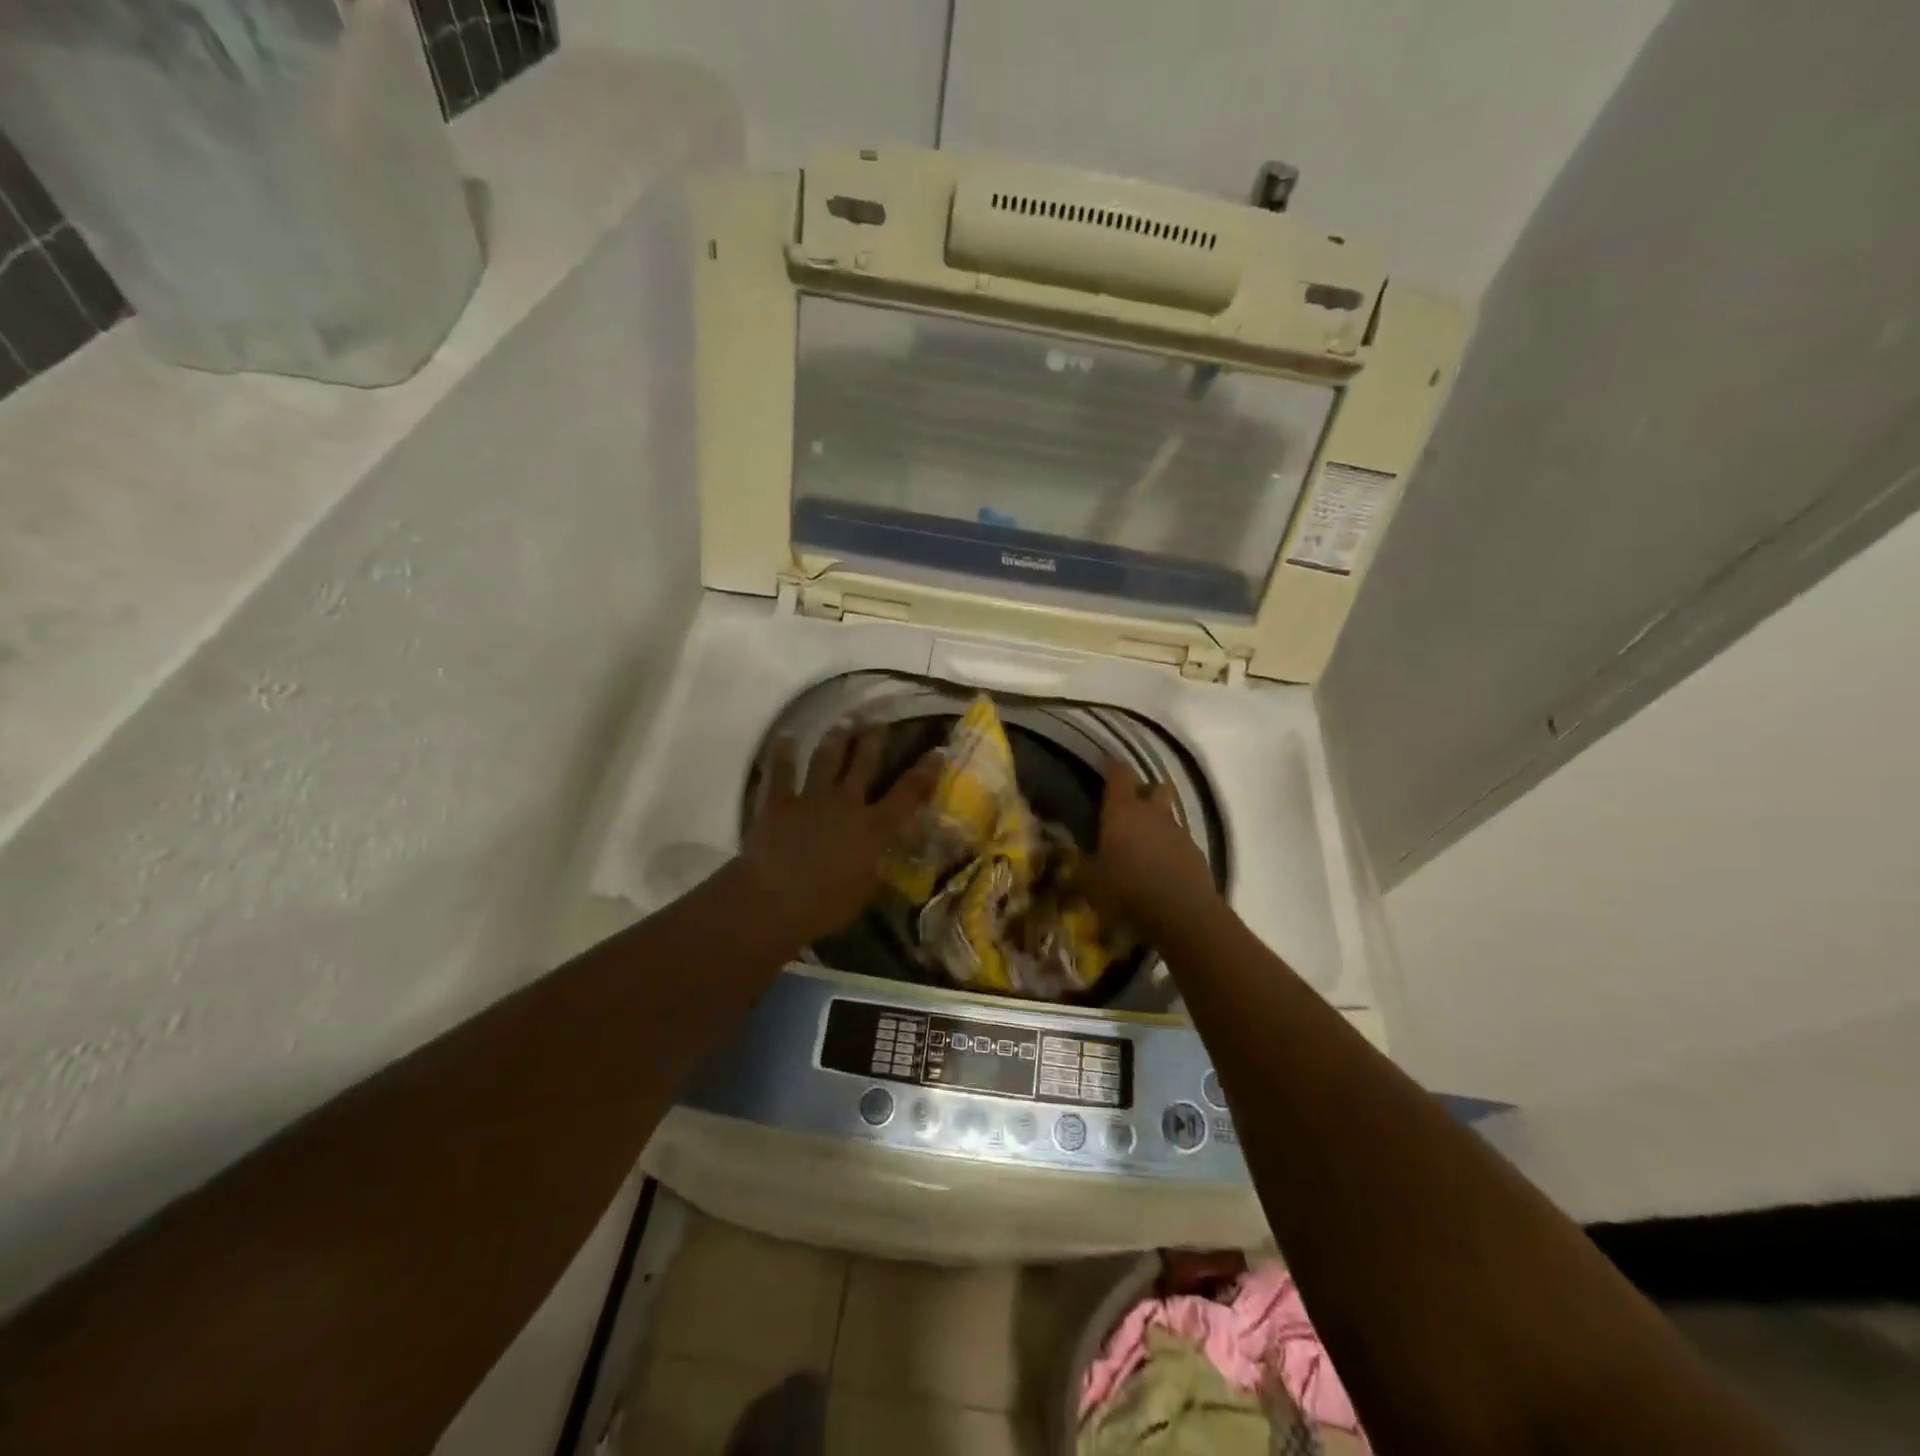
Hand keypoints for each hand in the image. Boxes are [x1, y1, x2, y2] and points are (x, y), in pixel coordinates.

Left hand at [741, 722, 940, 945]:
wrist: (774, 901)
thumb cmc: (826, 905)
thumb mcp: (865, 891)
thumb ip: (875, 867)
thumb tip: (880, 858)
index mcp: (873, 828)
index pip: (908, 794)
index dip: (925, 772)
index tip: (937, 751)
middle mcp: (846, 803)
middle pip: (864, 763)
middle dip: (873, 738)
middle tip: (879, 719)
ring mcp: (811, 799)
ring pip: (827, 759)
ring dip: (837, 737)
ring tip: (845, 720)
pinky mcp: (779, 803)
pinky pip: (781, 772)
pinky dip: (783, 754)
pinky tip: (786, 738)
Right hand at [1092, 755, 1218, 939]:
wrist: (1182, 915)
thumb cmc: (1127, 891)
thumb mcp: (1090, 883)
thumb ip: (1079, 865)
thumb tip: (1068, 854)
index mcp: (1122, 811)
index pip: (1119, 774)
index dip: (1112, 766)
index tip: (1105, 764)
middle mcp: (1152, 813)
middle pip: (1154, 786)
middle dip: (1143, 790)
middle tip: (1128, 805)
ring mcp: (1178, 831)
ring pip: (1168, 813)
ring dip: (1156, 820)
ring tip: (1142, 841)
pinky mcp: (1196, 852)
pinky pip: (1179, 839)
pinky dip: (1169, 845)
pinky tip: (1159, 865)